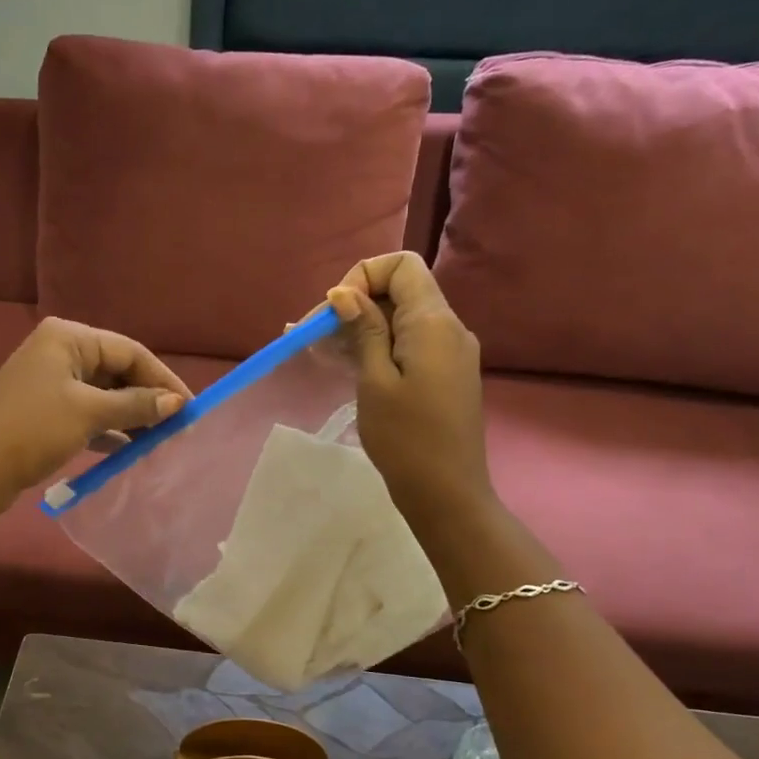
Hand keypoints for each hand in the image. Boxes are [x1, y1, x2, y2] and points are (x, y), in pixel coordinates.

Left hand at [0, 318, 190, 515]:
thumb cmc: (34, 430)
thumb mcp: (89, 413)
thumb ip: (136, 405)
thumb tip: (177, 403)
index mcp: (68, 337)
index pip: (129, 351)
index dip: (162, 379)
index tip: (190, 407)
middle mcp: (59, 350)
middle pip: (117, 370)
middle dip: (147, 398)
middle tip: (178, 426)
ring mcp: (50, 380)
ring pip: (104, 393)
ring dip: (131, 415)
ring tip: (160, 439)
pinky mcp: (45, 408)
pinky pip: (88, 411)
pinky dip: (109, 426)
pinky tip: (130, 447)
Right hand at [324, 252, 493, 530]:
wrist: (446, 492)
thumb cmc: (405, 438)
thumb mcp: (375, 380)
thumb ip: (364, 330)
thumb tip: (345, 293)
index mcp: (434, 322)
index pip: (402, 266)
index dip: (363, 277)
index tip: (335, 313)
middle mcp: (448, 328)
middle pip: (398, 292)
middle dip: (353, 305)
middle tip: (309, 336)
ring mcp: (449, 352)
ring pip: (400, 320)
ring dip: (359, 328)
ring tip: (316, 351)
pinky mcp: (443, 374)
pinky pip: (407, 344)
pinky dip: (375, 347)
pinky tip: (343, 364)